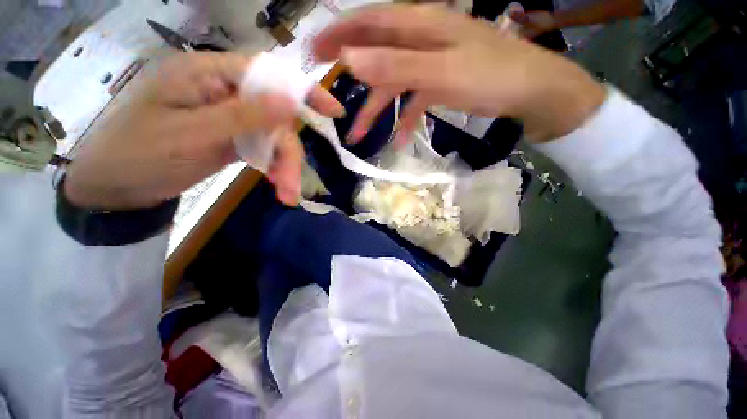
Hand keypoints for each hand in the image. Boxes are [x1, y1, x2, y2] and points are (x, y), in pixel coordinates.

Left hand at [64, 53, 342, 209]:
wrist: (116, 187)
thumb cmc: (139, 154)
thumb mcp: (192, 134)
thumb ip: (243, 115)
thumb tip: (291, 101)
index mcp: (208, 74)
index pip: (267, 74)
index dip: (304, 92)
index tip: (334, 112)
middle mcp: (224, 92)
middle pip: (276, 118)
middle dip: (289, 154)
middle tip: (292, 187)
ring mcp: (230, 118)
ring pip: (273, 139)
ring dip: (284, 167)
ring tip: (286, 195)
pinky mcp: (232, 139)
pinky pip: (264, 150)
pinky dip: (273, 168)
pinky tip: (276, 185)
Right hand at [313, 5, 603, 144]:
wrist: (529, 90)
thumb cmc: (489, 74)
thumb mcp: (439, 71)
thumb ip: (395, 65)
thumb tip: (350, 60)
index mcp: (418, 25)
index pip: (367, 23)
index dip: (337, 35)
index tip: (313, 53)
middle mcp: (419, 40)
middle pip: (375, 54)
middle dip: (349, 74)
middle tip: (324, 91)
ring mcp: (428, 64)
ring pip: (391, 86)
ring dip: (374, 112)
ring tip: (357, 136)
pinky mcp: (437, 84)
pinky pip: (412, 103)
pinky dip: (403, 121)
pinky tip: (399, 142)